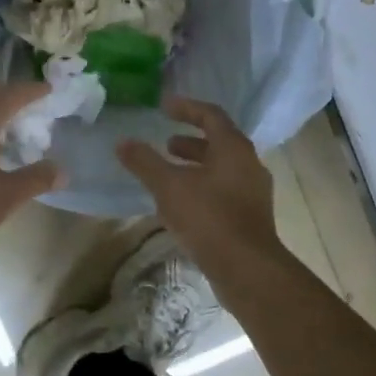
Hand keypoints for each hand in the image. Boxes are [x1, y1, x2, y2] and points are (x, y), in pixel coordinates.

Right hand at [116, 98, 279, 268]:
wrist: (246, 268)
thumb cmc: (209, 217)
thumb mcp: (169, 186)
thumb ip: (145, 162)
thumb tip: (122, 142)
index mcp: (234, 148)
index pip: (211, 115)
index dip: (186, 108)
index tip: (164, 107)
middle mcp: (249, 164)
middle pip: (219, 142)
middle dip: (190, 141)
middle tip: (166, 143)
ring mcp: (253, 192)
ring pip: (221, 169)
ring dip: (196, 166)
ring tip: (169, 173)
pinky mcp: (250, 217)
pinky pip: (224, 191)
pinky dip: (202, 187)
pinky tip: (182, 204)